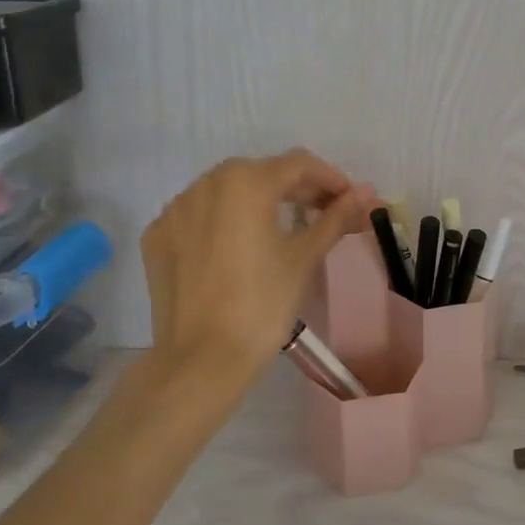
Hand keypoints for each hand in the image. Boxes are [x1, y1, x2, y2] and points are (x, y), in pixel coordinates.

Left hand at [141, 150, 373, 376]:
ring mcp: (175, 209)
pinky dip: (224, 221)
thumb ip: (335, 217)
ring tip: (283, 228)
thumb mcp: (304, 256)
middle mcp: (206, 183)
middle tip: (324, 214)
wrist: (201, 360)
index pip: (298, 164)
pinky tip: (238, 248)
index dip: (331, 179)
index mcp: (245, 182)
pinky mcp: (158, 236)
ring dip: (259, 201)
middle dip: (297, 189)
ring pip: (227, 191)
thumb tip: (366, 193)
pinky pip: (199, 215)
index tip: (350, 200)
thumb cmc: (263, 304)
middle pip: (262, 173)